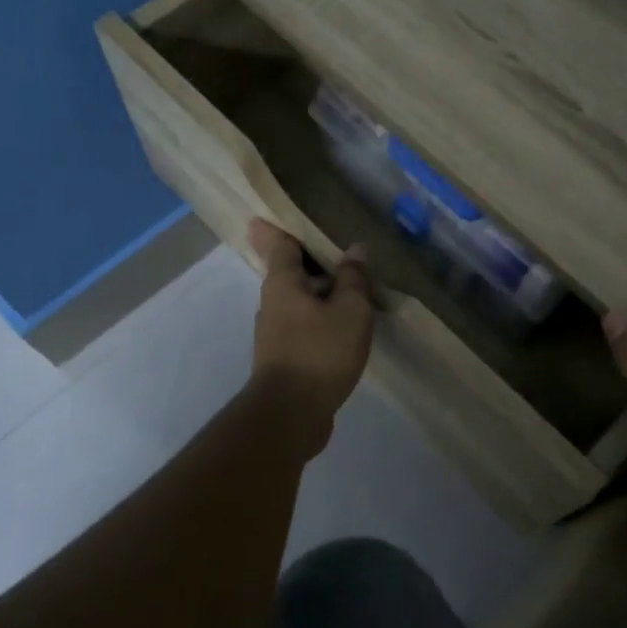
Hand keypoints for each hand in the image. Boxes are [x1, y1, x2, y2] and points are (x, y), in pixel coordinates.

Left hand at [247, 218, 374, 453]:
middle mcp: (272, 303)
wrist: (291, 414)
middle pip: (290, 273)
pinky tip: (344, 327)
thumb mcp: (349, 310)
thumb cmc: (320, 352)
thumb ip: (353, 278)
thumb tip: (355, 250)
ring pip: (299, 302)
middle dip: (311, 262)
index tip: (276, 213)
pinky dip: (322, 320)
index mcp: (282, 283)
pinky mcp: (284, 359)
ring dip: (320, 294)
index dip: (281, 227)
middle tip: (338, 251)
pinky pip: (304, 327)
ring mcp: (275, 334)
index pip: (279, 244)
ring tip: (351, 289)